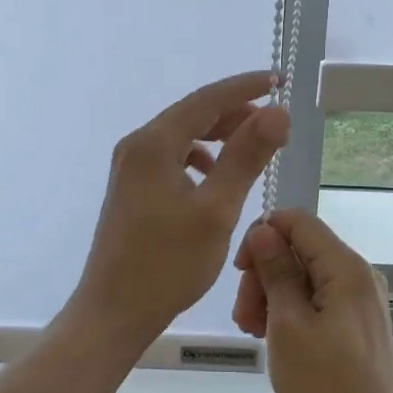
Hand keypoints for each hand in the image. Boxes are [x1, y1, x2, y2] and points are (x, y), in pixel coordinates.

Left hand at [69, 71, 290, 349]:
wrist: (113, 312)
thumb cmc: (167, 263)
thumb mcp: (217, 209)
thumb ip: (246, 156)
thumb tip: (277, 111)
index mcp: (154, 143)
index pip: (207, 99)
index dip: (245, 87)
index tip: (279, 81)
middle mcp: (137, 146)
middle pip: (192, 114)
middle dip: (234, 112)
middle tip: (275, 122)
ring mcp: (130, 167)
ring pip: (182, 136)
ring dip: (218, 135)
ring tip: (252, 146)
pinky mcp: (132, 188)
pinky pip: (172, 158)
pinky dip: (200, 158)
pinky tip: (215, 177)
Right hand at [233, 209, 392, 392]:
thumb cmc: (325, 387)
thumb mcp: (288, 325)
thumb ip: (276, 271)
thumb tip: (264, 229)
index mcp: (346, 267)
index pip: (298, 221)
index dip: (263, 235)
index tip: (240, 272)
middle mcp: (360, 275)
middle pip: (301, 250)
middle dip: (265, 273)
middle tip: (243, 317)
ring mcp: (362, 301)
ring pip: (307, 276)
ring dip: (273, 295)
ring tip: (253, 333)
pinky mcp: (359, 325)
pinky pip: (319, 300)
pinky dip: (292, 311)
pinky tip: (274, 338)